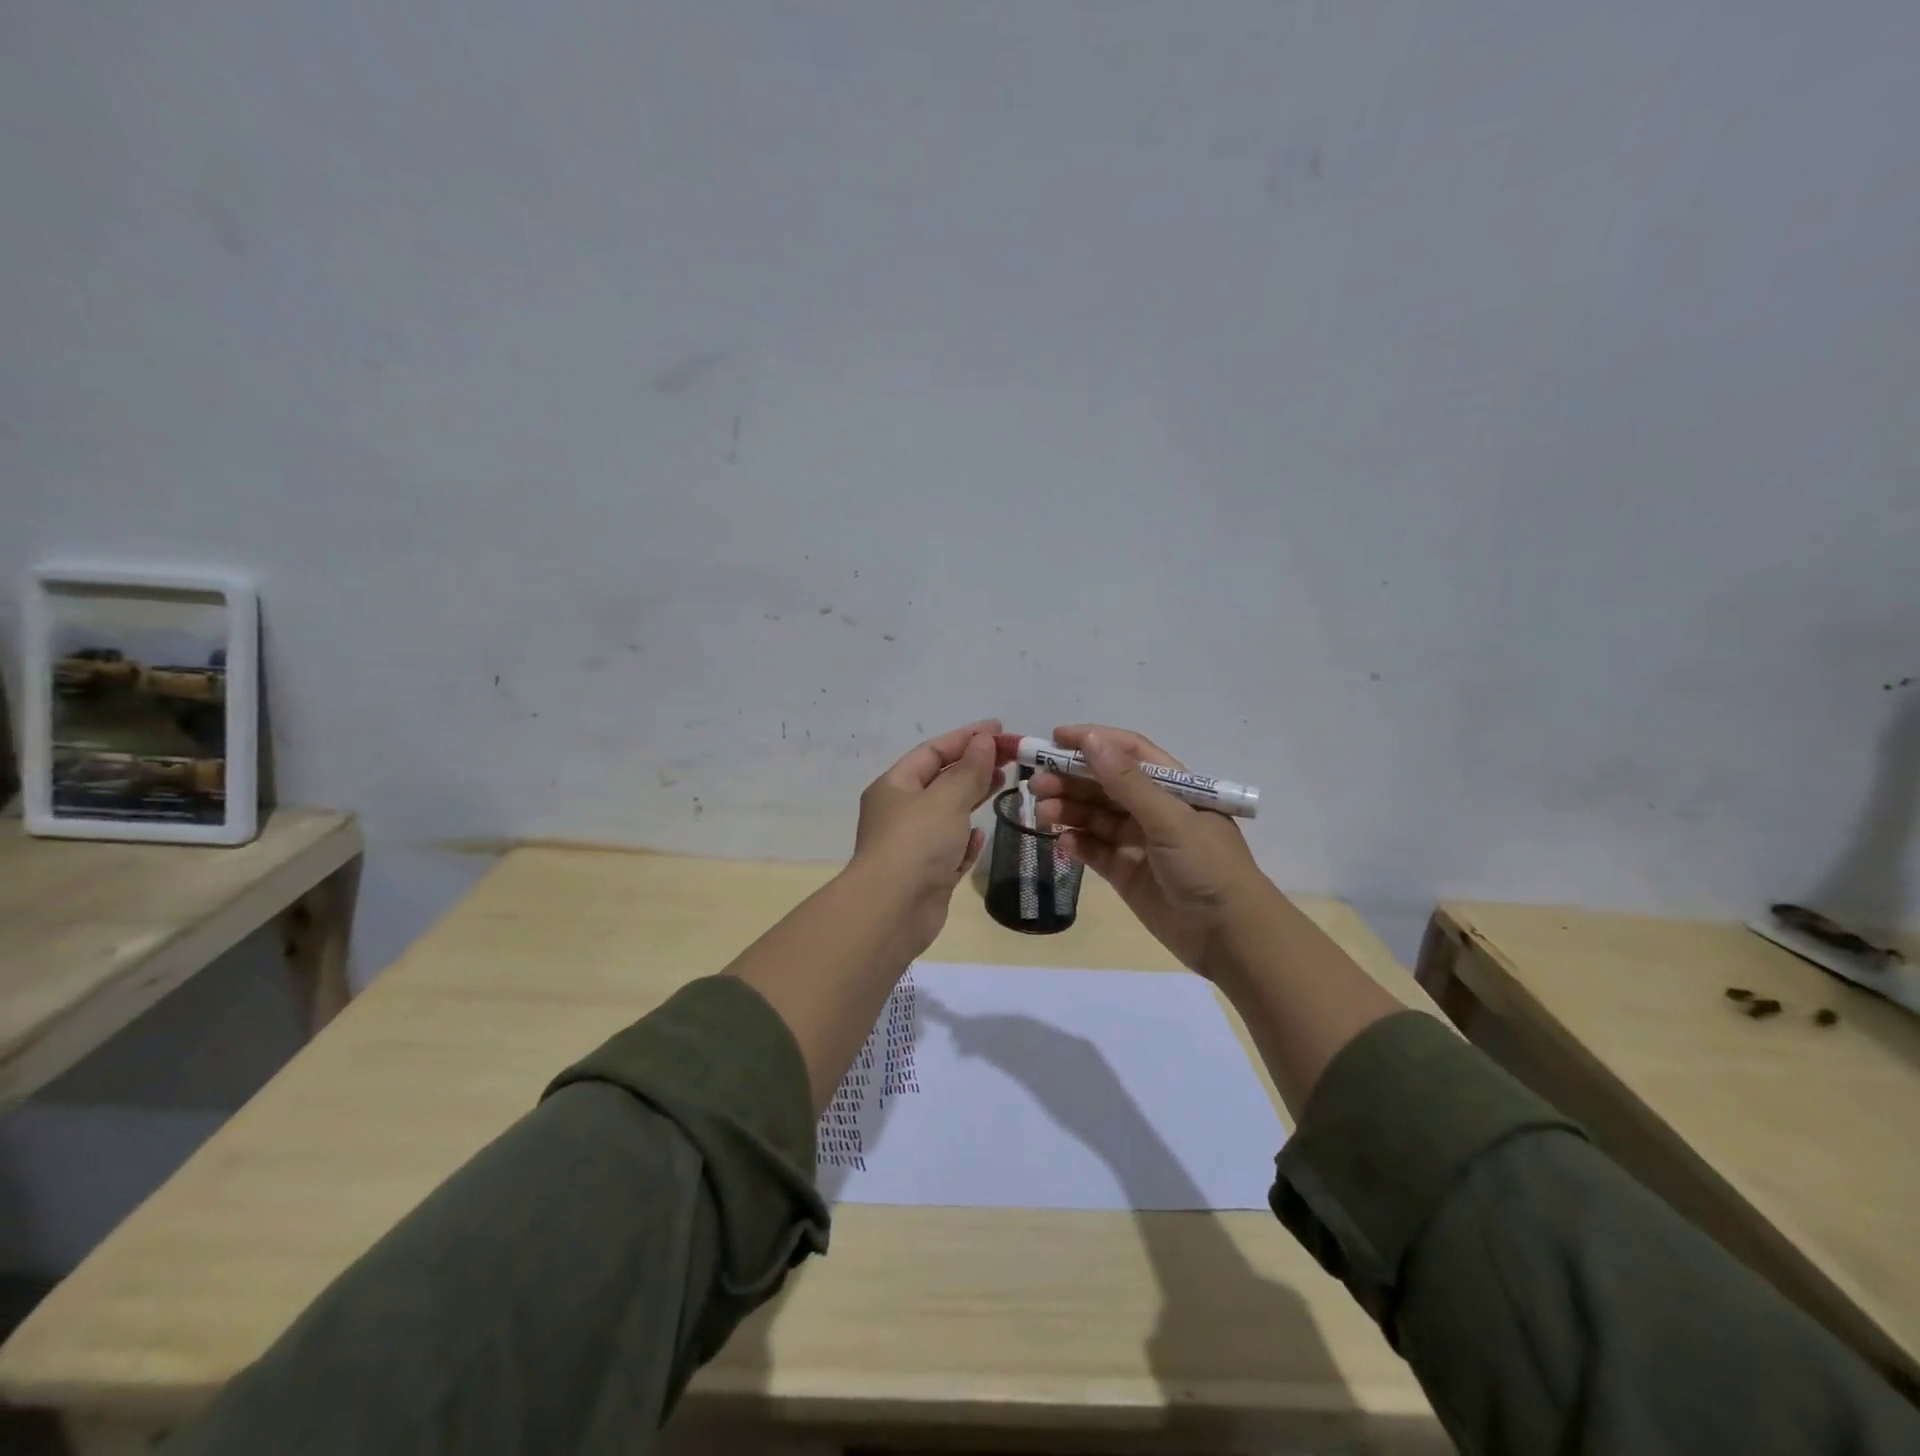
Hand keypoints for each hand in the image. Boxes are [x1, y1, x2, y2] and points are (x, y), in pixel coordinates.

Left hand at [849, 719, 1004, 954]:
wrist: (892, 910)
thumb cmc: (916, 844)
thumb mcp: (946, 799)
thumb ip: (969, 770)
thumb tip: (984, 740)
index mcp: (895, 786)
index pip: (933, 751)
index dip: (966, 737)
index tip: (1000, 729)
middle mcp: (900, 812)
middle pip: (941, 780)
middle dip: (974, 766)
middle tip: (1010, 757)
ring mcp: (912, 845)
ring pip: (947, 813)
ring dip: (973, 798)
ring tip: (1004, 784)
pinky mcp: (927, 874)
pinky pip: (949, 848)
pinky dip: (965, 839)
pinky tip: (980, 833)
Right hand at [1032, 724, 1273, 976]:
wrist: (1230, 936)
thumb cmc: (1207, 866)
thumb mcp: (1169, 819)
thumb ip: (1127, 782)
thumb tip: (1090, 740)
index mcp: (1173, 787)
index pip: (1128, 752)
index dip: (1093, 741)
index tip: (1053, 739)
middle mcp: (1153, 809)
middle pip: (1104, 784)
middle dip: (1071, 779)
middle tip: (1037, 784)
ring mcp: (1138, 842)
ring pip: (1095, 817)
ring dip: (1069, 810)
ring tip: (1043, 813)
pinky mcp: (1126, 873)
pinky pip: (1095, 850)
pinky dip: (1078, 843)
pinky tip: (1063, 842)